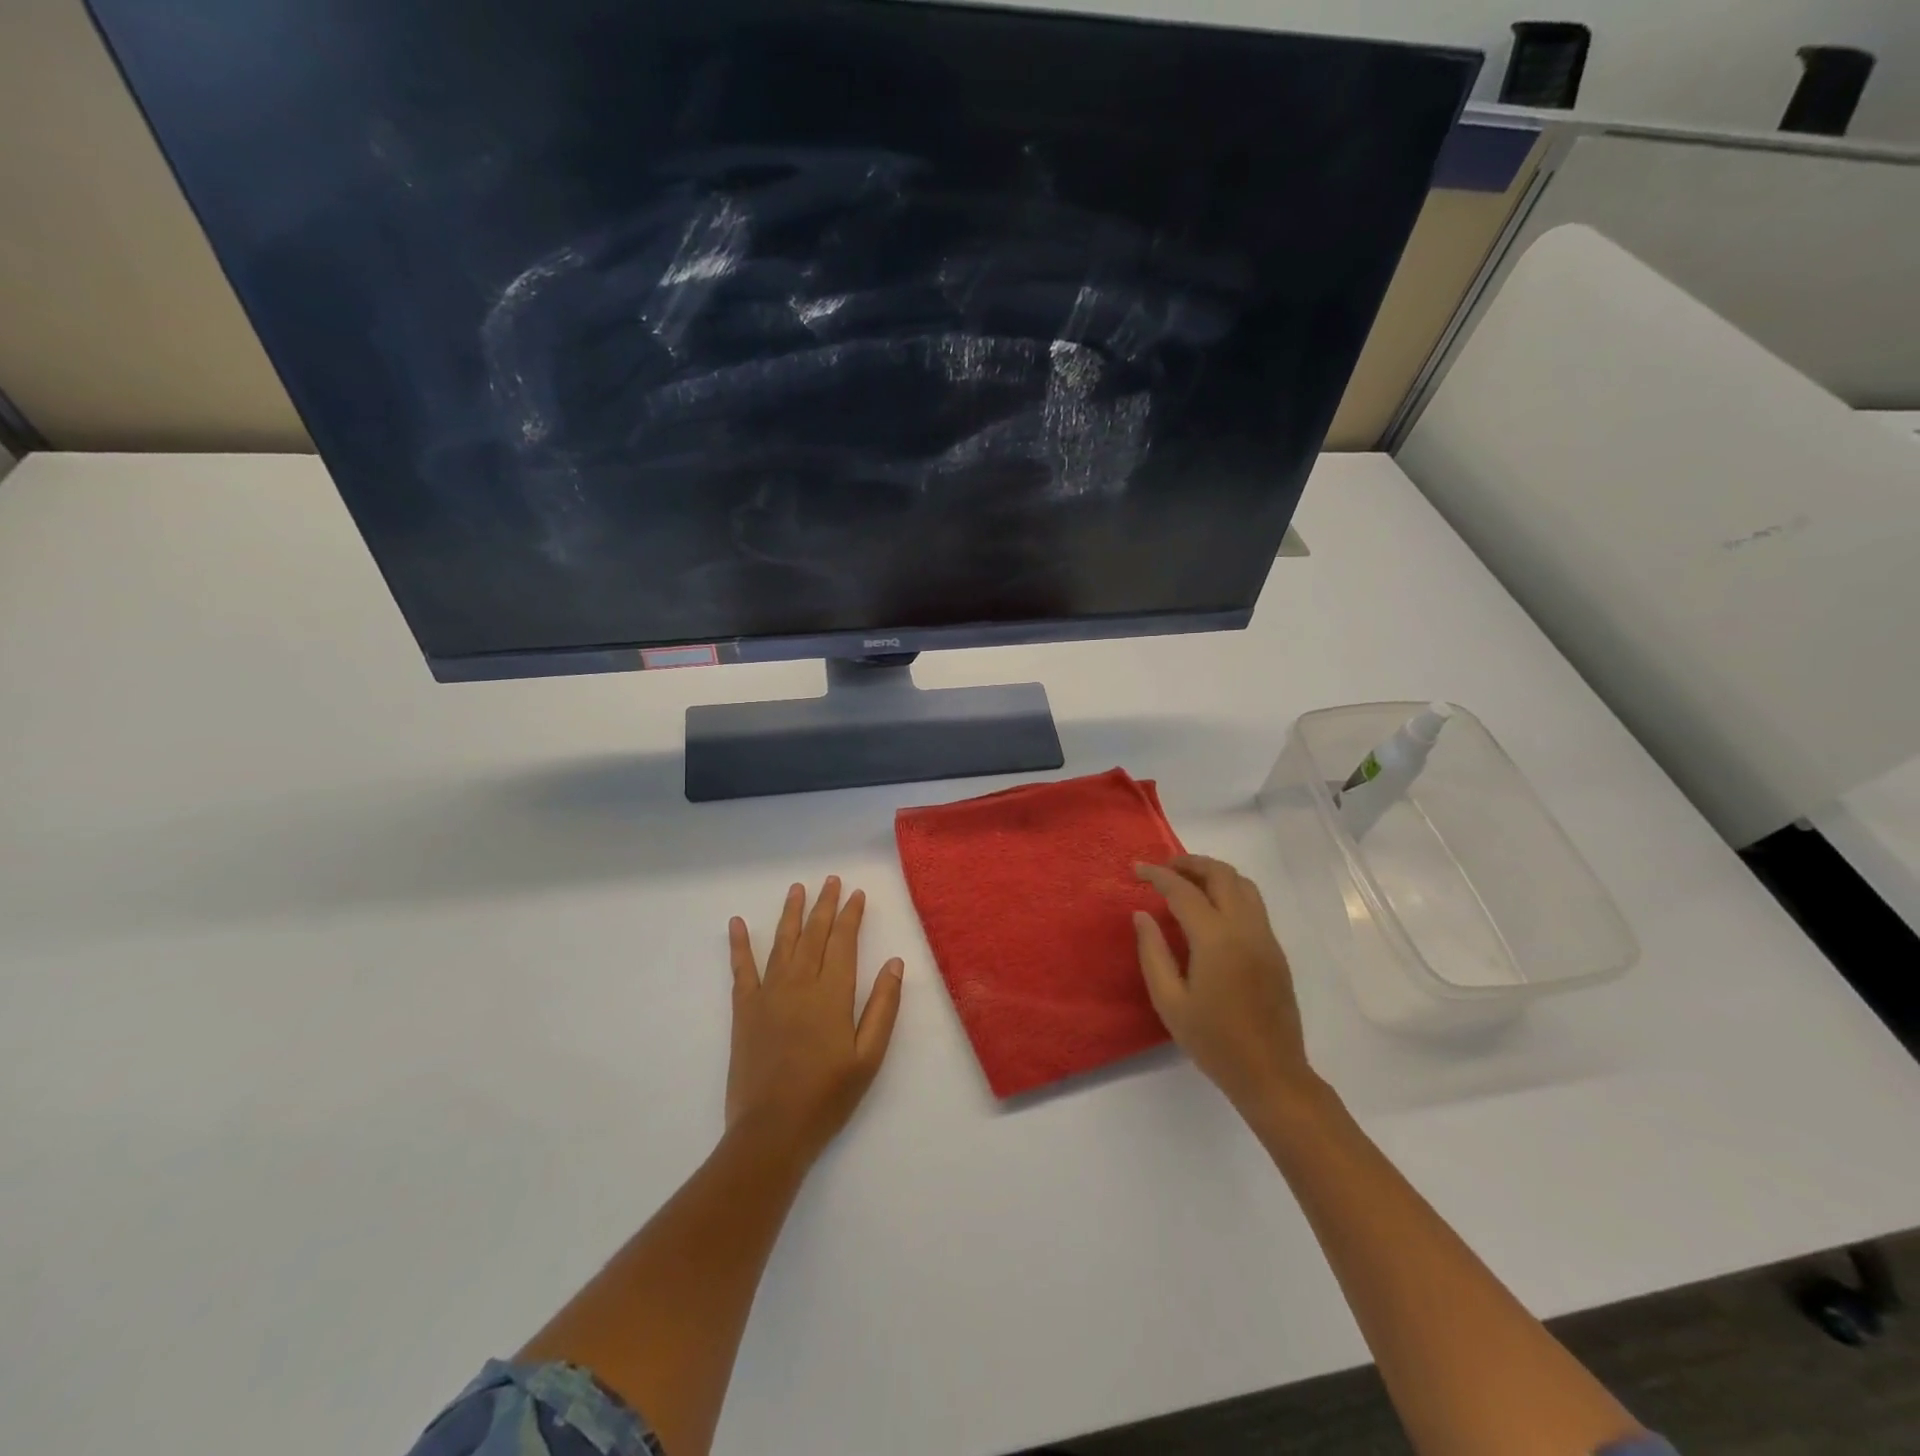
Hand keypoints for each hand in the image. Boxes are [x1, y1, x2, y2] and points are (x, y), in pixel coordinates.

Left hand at [726, 877, 904, 1166]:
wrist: (772, 1131)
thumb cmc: (828, 1096)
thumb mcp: (869, 1057)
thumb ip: (883, 1007)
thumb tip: (895, 963)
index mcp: (833, 994)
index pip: (844, 942)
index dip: (851, 916)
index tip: (857, 894)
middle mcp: (800, 984)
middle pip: (813, 935)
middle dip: (824, 905)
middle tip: (831, 881)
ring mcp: (769, 994)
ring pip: (782, 943)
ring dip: (791, 914)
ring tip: (797, 889)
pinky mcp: (745, 1010)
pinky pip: (742, 969)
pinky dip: (739, 944)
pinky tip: (736, 923)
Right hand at [1133, 855, 1316, 1116]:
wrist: (1271, 1073)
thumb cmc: (1214, 1041)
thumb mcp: (1169, 1001)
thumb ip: (1152, 952)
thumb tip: (1142, 915)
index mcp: (1216, 939)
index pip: (1183, 891)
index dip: (1157, 875)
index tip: (1136, 868)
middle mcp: (1245, 928)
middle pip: (1221, 874)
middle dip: (1190, 863)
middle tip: (1163, 868)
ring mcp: (1265, 937)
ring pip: (1243, 884)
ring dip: (1214, 873)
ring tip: (1187, 882)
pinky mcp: (1275, 950)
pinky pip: (1253, 903)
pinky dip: (1229, 891)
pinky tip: (1210, 909)